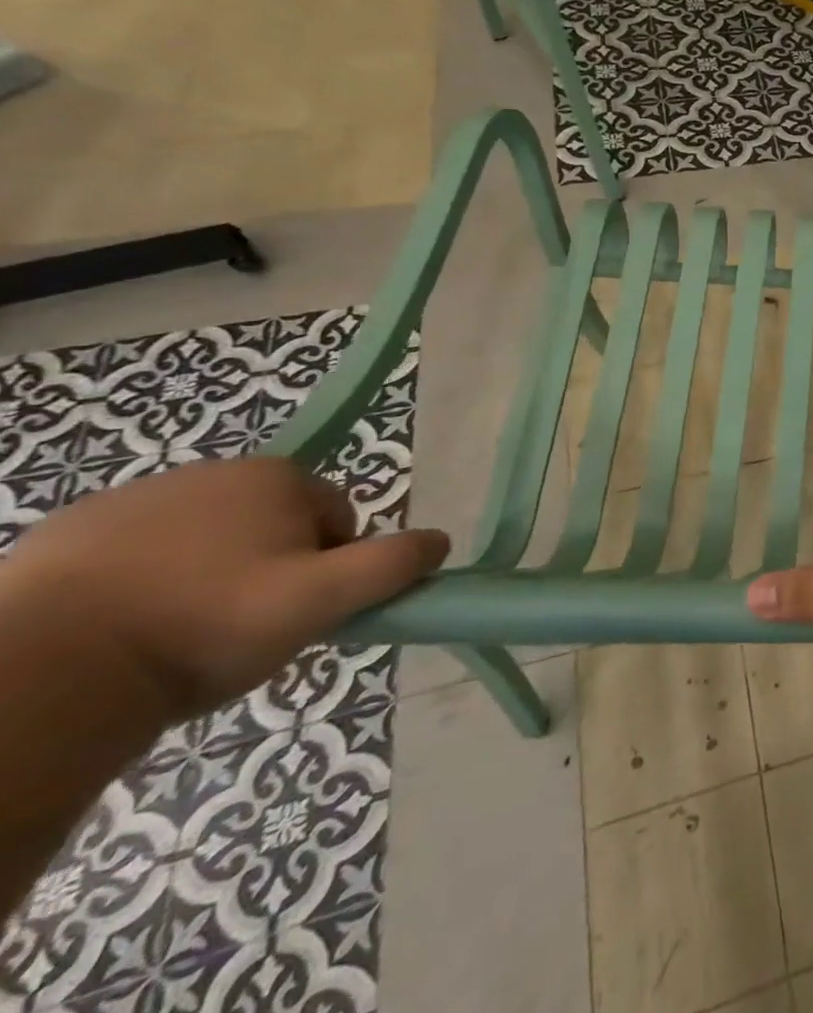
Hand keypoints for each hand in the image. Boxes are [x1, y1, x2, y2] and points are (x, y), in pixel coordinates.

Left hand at [3, 457, 448, 722]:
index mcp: (277, 478)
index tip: (296, 611)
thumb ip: (394, 565)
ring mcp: (130, 499)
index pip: (336, 520)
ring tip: (177, 635)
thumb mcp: (324, 601)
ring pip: (203, 541)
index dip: (329, 568)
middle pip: (271, 527)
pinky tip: (123, 630)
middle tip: (242, 627)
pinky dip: (140, 584)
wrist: (39, 672)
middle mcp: (210, 472)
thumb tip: (441, 541)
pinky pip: (133, 555)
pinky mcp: (64, 535)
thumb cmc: (207, 625)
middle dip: (269, 570)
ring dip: (206, 577)